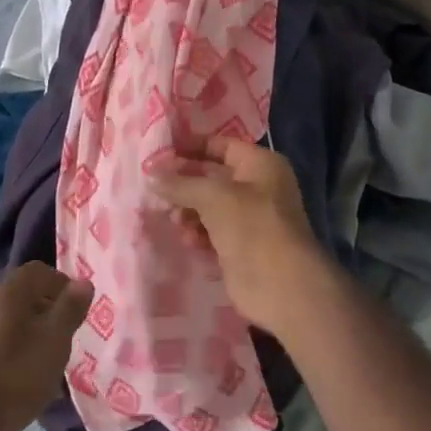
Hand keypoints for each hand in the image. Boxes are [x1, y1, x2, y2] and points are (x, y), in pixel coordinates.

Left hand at [0, 263, 93, 430]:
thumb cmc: (13, 377)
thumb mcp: (54, 343)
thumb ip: (69, 310)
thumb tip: (82, 282)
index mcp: (8, 293)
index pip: (37, 270)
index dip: (60, 282)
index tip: (77, 306)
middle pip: (20, 295)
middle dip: (45, 310)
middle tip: (64, 335)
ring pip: (6, 320)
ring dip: (28, 332)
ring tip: (44, 361)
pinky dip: (10, 350)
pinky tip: (19, 378)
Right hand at [152, 137, 335, 339]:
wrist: (281, 286)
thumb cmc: (252, 227)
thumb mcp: (213, 196)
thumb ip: (180, 184)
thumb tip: (150, 175)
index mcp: (260, 165)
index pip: (220, 145)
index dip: (190, 147)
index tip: (157, 154)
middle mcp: (257, 188)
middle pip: (211, 177)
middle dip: (183, 184)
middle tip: (154, 190)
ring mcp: (249, 219)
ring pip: (208, 207)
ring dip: (188, 212)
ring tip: (174, 221)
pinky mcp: (240, 247)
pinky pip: (211, 232)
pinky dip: (197, 234)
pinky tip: (187, 240)